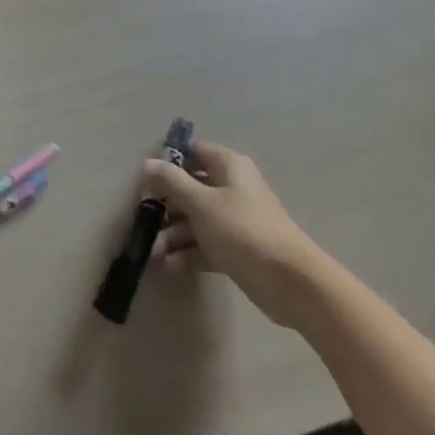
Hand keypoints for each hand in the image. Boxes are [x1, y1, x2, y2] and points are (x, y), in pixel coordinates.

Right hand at [144, 140, 325, 326]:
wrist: (290, 282)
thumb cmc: (242, 230)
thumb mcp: (201, 203)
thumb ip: (172, 182)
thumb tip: (148, 163)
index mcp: (228, 166)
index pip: (193, 152)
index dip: (169, 163)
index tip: (146, 182)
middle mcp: (232, 187)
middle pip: (192, 188)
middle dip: (166, 206)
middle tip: (144, 223)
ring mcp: (236, 219)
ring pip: (197, 219)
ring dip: (174, 235)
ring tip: (154, 255)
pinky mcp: (239, 249)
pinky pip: (207, 244)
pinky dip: (189, 254)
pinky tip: (169, 268)